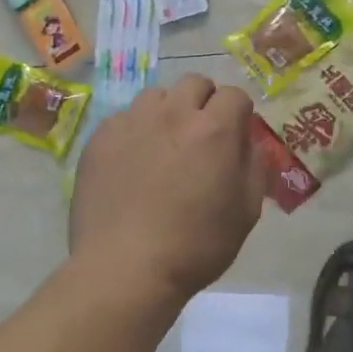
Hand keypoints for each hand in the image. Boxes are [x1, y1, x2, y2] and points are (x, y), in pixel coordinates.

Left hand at [70, 74, 267, 301]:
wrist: (125, 268)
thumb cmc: (195, 246)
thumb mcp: (246, 212)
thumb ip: (254, 167)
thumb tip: (247, 142)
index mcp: (213, 130)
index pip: (235, 95)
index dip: (239, 114)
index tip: (235, 136)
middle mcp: (172, 114)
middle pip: (194, 83)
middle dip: (204, 102)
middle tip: (201, 136)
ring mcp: (131, 123)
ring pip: (155, 96)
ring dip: (167, 111)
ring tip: (163, 146)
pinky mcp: (99, 139)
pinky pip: (123, 119)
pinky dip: (134, 132)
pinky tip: (131, 164)